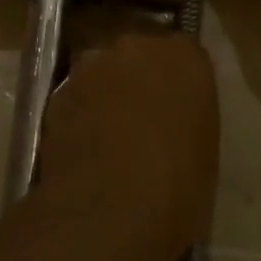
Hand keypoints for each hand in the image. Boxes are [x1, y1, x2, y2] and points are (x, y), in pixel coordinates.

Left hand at [39, 33, 219, 260]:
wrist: (110, 212)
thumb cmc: (178, 187)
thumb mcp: (204, 149)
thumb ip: (187, 116)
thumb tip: (171, 120)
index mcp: (183, 57)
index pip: (184, 53)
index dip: (178, 81)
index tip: (177, 107)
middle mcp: (135, 48)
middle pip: (137, 56)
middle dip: (139, 80)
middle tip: (143, 121)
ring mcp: (90, 69)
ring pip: (101, 74)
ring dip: (105, 95)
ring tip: (109, 138)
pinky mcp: (57, 94)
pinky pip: (75, 98)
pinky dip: (80, 115)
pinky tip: (85, 149)